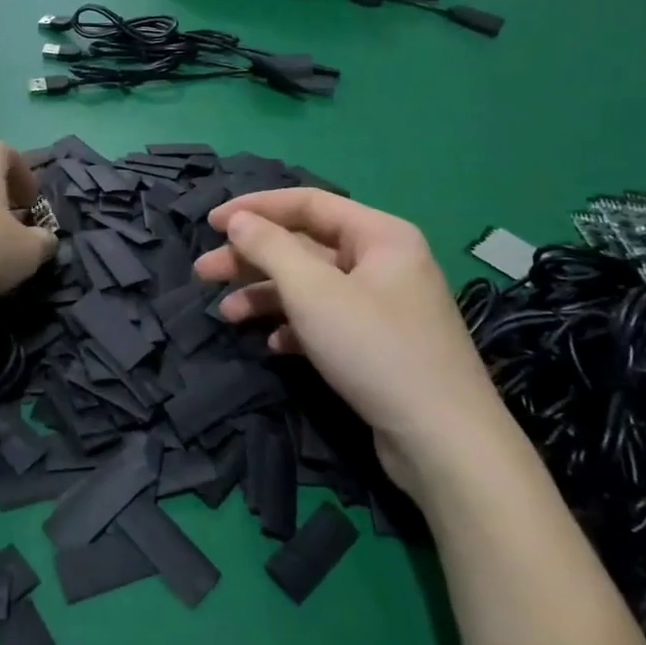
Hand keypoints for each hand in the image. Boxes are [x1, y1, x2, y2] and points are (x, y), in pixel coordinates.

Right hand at [194, 190, 522, 498]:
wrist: (442, 441)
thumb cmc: (374, 349)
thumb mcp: (313, 291)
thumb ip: (270, 247)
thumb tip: (239, 220)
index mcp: (380, 235)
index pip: (307, 203)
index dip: (255, 208)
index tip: (210, 223)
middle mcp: (383, 262)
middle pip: (304, 246)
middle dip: (252, 258)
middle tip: (204, 272)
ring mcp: (382, 305)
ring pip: (311, 286)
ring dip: (266, 295)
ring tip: (226, 314)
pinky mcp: (377, 344)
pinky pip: (325, 320)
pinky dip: (294, 326)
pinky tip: (272, 344)